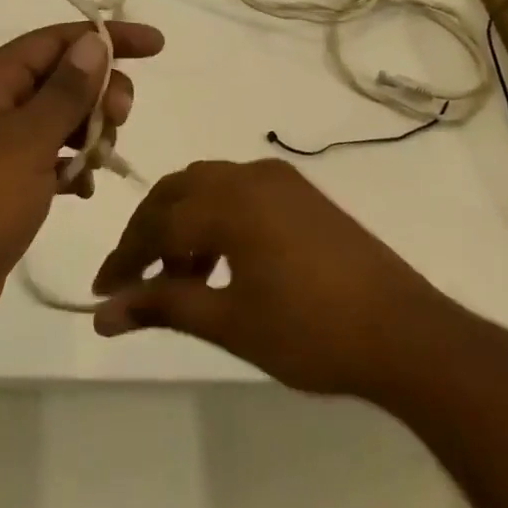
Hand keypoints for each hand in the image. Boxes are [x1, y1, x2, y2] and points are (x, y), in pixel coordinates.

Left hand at [0, 21, 164, 352]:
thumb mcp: (27, 141)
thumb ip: (66, 90)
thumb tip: (95, 40)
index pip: (57, 40)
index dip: (108, 37)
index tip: (157, 46)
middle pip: (59, 76)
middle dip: (98, 91)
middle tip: (120, 120)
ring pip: (56, 119)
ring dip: (87, 131)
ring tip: (99, 161)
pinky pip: (46, 158)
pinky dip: (69, 166)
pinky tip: (82, 189)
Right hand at [91, 158, 446, 399]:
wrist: (406, 333)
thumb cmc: (311, 332)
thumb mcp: (230, 322)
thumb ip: (163, 307)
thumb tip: (103, 314)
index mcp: (228, 200)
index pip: (156, 223)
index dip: (125, 258)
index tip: (101, 291)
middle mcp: (248, 174)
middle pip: (177, 192)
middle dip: (148, 232)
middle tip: (132, 279)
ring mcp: (277, 179)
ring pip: (207, 186)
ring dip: (182, 223)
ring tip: (179, 278)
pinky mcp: (299, 192)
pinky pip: (238, 190)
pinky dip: (215, 217)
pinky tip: (220, 262)